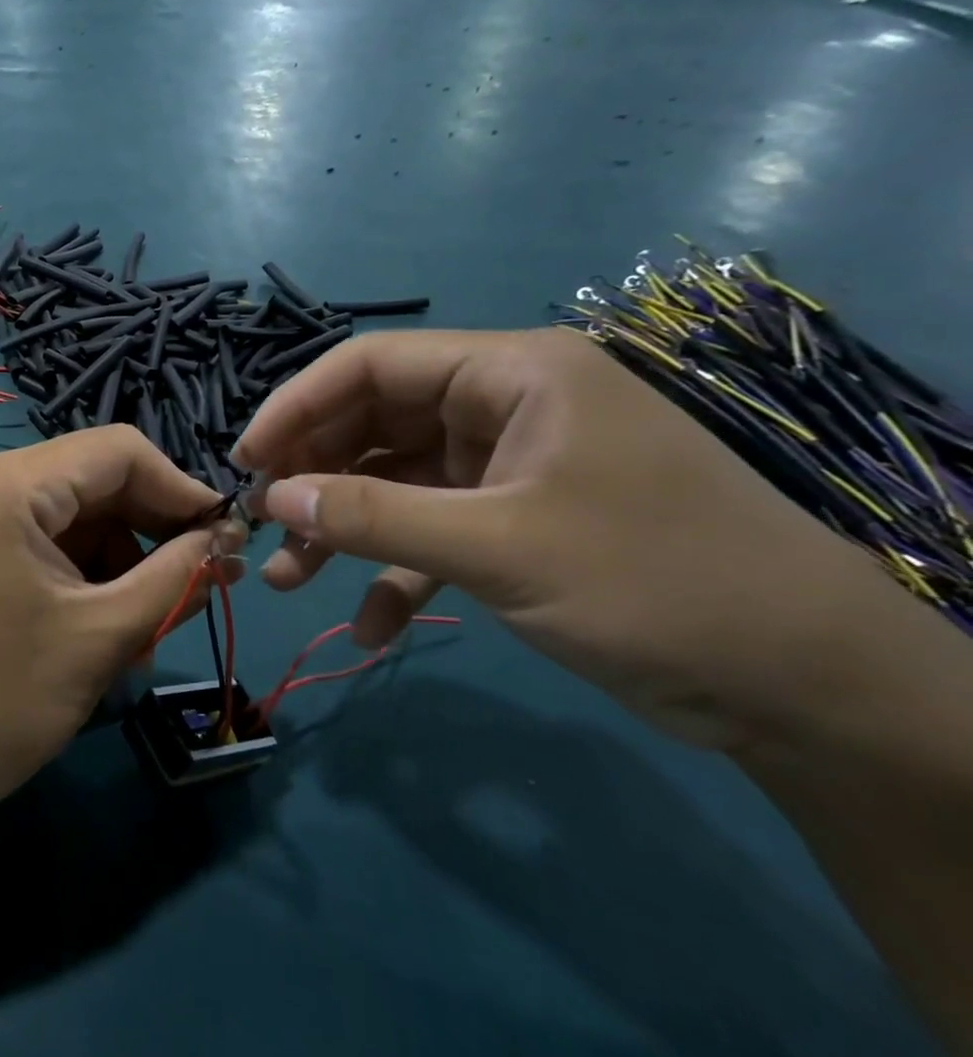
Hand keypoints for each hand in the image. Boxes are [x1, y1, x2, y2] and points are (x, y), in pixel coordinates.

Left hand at [0, 426, 244, 831]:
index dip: (180, 489)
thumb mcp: (101, 636)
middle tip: (200, 584)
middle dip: (151, 530)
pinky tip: (104, 628)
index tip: (226, 541)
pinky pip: (42, 539)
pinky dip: (82, 574)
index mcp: (8, 484)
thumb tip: (227, 543)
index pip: (119, 451)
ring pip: (72, 514)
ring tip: (147, 628)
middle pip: (94, 479)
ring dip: (119, 561)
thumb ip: (176, 578)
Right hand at [231, 327, 925, 751]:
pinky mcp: (514, 522)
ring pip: (393, 484)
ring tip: (287, 579)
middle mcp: (503, 408)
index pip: (373, 364)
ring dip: (341, 531)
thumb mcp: (500, 547)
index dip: (297, 406)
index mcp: (512, 376)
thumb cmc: (656, 585)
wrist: (810, 692)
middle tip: (258, 522)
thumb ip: (376, 518)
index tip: (245, 460)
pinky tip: (368, 627)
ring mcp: (507, 468)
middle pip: (374, 424)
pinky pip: (430, 534)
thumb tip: (271, 497)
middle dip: (313, 477)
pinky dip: (395, 575)